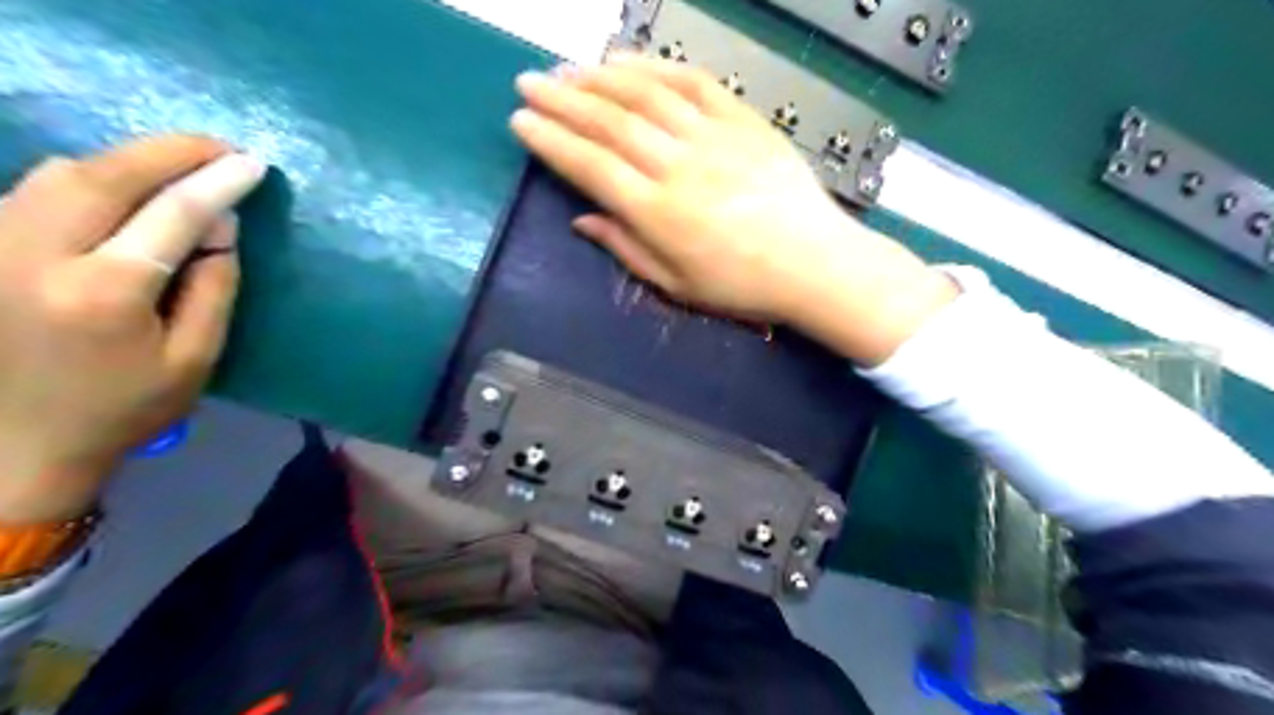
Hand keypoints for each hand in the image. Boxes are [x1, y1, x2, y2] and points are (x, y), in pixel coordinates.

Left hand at [0, 137, 265, 520]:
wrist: (16, 442)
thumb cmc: (125, 406)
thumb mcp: (196, 356)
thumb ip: (214, 285)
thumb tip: (223, 223)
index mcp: (103, 293)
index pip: (171, 215)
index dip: (216, 183)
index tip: (253, 163)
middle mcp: (34, 256)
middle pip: (104, 176)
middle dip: (168, 152)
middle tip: (220, 148)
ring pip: (61, 172)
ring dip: (129, 160)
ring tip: (181, 164)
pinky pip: (37, 188)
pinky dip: (91, 176)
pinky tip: (127, 186)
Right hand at [510, 56, 948, 362]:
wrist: (812, 263)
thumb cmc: (741, 286)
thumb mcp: (676, 286)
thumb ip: (626, 248)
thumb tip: (582, 220)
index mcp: (659, 214)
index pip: (591, 166)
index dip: (551, 141)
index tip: (521, 121)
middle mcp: (679, 168)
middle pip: (609, 123)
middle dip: (562, 100)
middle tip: (529, 83)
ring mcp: (713, 138)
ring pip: (645, 95)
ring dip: (599, 78)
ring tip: (568, 71)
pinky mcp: (742, 120)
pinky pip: (693, 82)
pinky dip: (655, 67)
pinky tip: (627, 61)